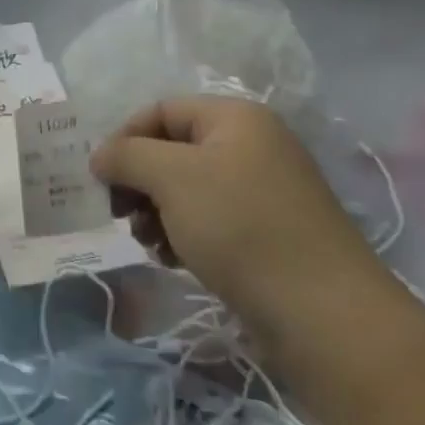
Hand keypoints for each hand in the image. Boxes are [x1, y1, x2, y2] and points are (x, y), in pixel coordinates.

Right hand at [90, 96, 390, 359]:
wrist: (322, 314)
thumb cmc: (240, 227)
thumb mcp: (171, 178)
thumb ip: (127, 156)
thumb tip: (102, 156)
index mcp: (235, 119)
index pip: (160, 110)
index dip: (125, 139)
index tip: (102, 180)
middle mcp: (251, 146)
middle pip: (171, 151)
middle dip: (139, 182)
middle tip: (122, 215)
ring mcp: (262, 192)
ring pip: (186, 190)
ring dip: (155, 213)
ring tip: (149, 244)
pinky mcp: (266, 234)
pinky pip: (209, 220)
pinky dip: (182, 235)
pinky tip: (173, 260)